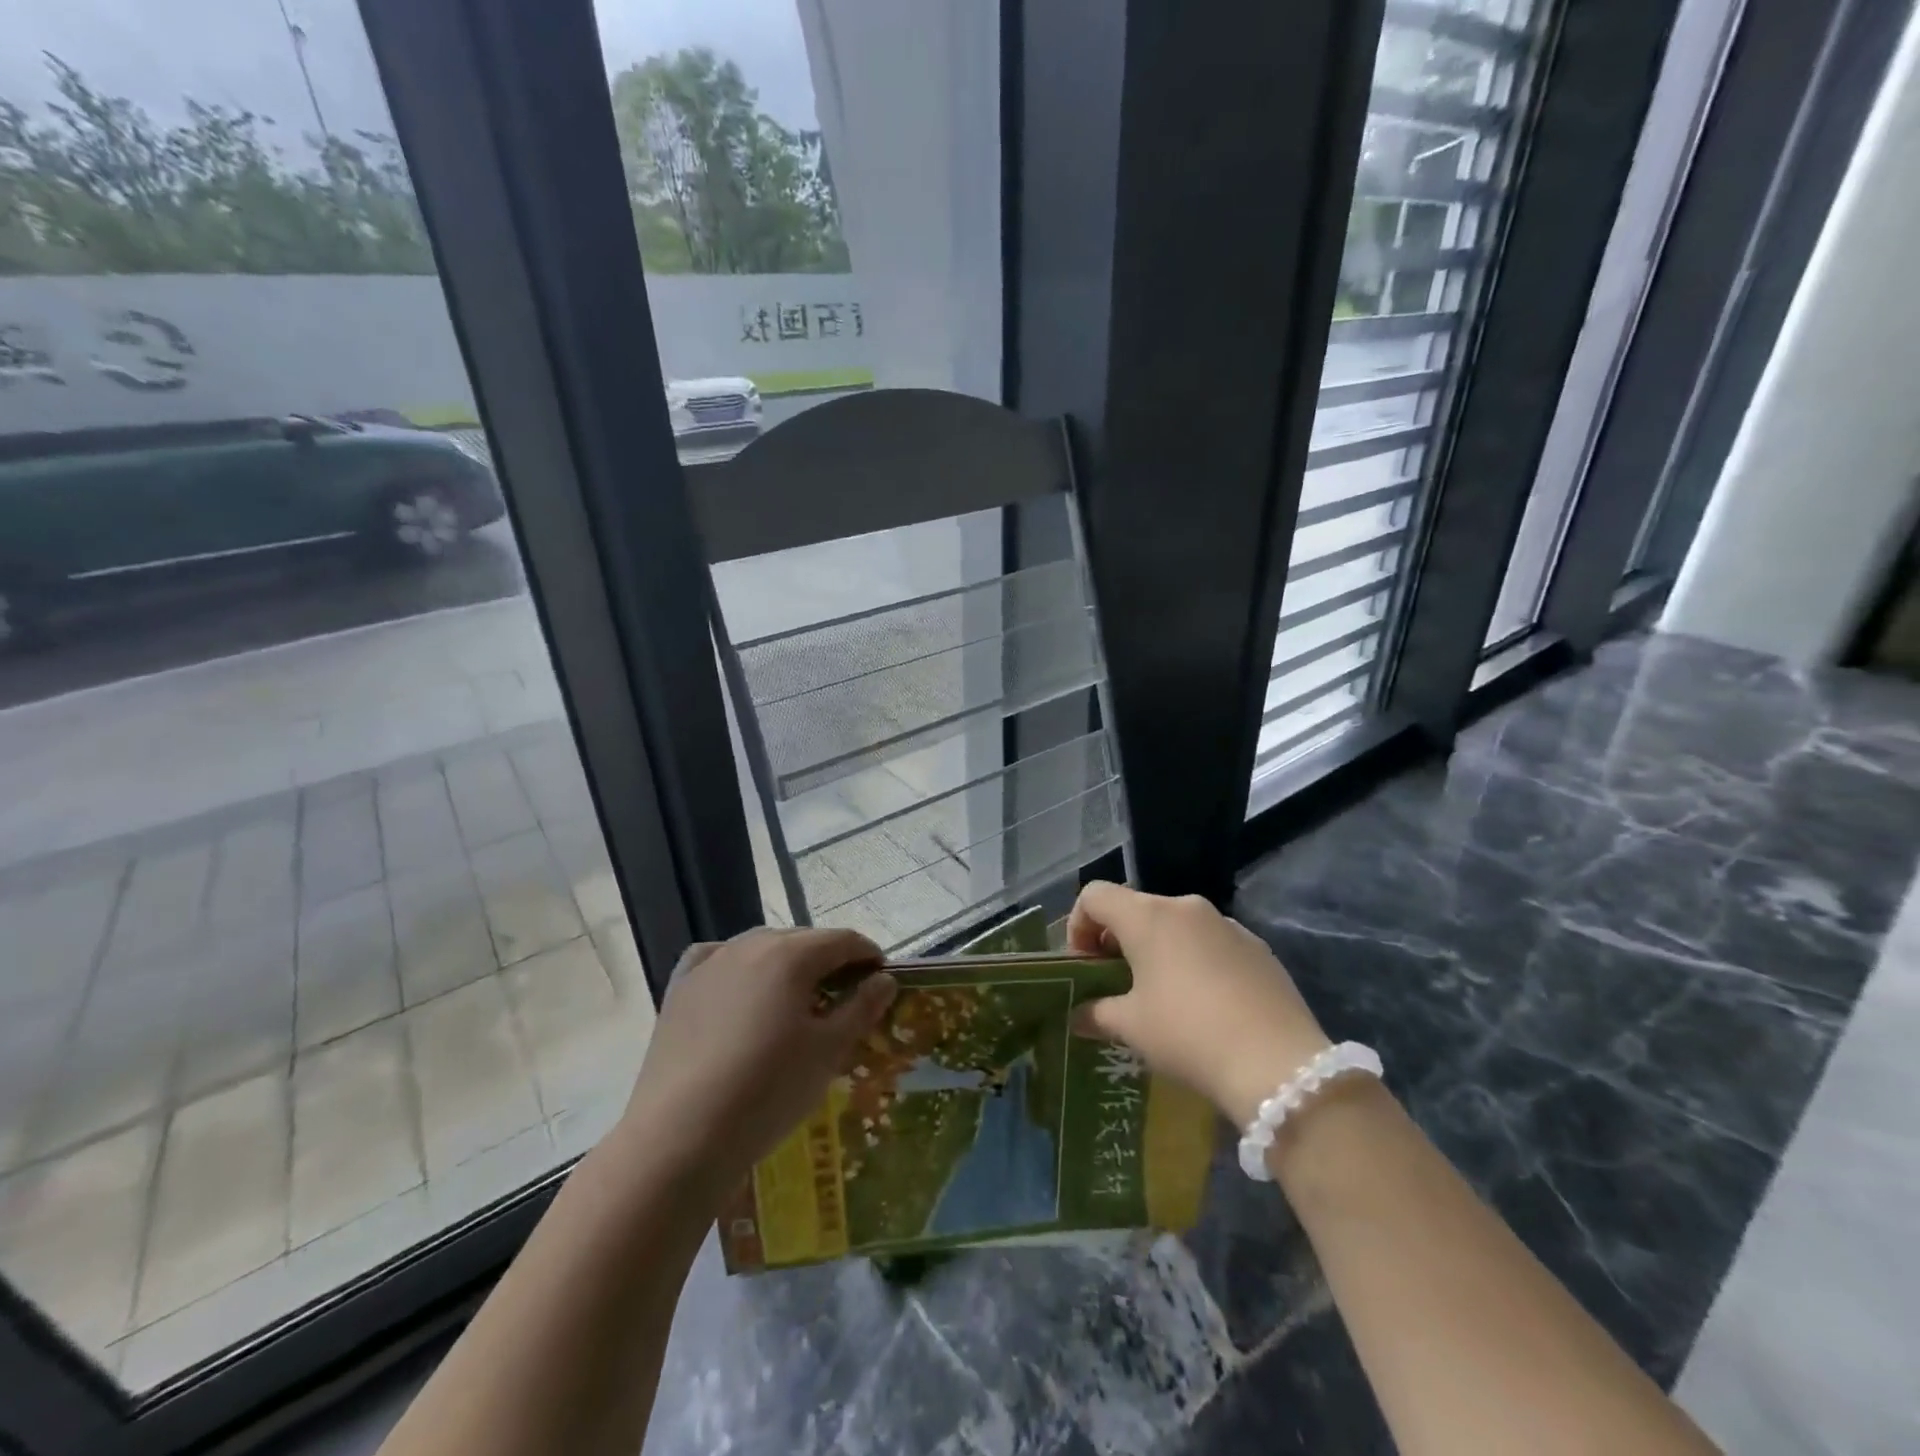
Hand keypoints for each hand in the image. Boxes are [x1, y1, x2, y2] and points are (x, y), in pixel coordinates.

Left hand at [617, 928, 895, 1196]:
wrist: (680, 1136)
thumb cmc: (768, 1091)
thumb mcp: (828, 1052)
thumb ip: (861, 1008)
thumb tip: (884, 979)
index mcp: (791, 954)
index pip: (843, 940)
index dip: (868, 956)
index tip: (881, 981)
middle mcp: (750, 945)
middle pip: (803, 941)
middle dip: (829, 961)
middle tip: (844, 997)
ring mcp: (710, 963)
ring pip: (761, 948)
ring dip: (786, 964)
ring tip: (796, 1000)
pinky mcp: (679, 988)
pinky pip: (717, 960)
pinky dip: (738, 967)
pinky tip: (740, 989)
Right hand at [1068, 883, 1329, 1126]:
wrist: (1278, 1064)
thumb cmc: (1188, 1035)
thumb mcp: (1131, 1027)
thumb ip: (1096, 1013)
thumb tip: (1078, 1015)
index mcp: (1148, 916)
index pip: (1095, 895)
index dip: (1078, 926)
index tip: (1085, 967)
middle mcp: (1186, 907)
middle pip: (1135, 908)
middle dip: (1117, 941)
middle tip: (1116, 985)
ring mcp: (1226, 924)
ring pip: (1175, 925)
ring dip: (1157, 951)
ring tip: (1161, 998)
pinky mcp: (1257, 947)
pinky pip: (1210, 943)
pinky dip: (1194, 961)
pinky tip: (1205, 1005)